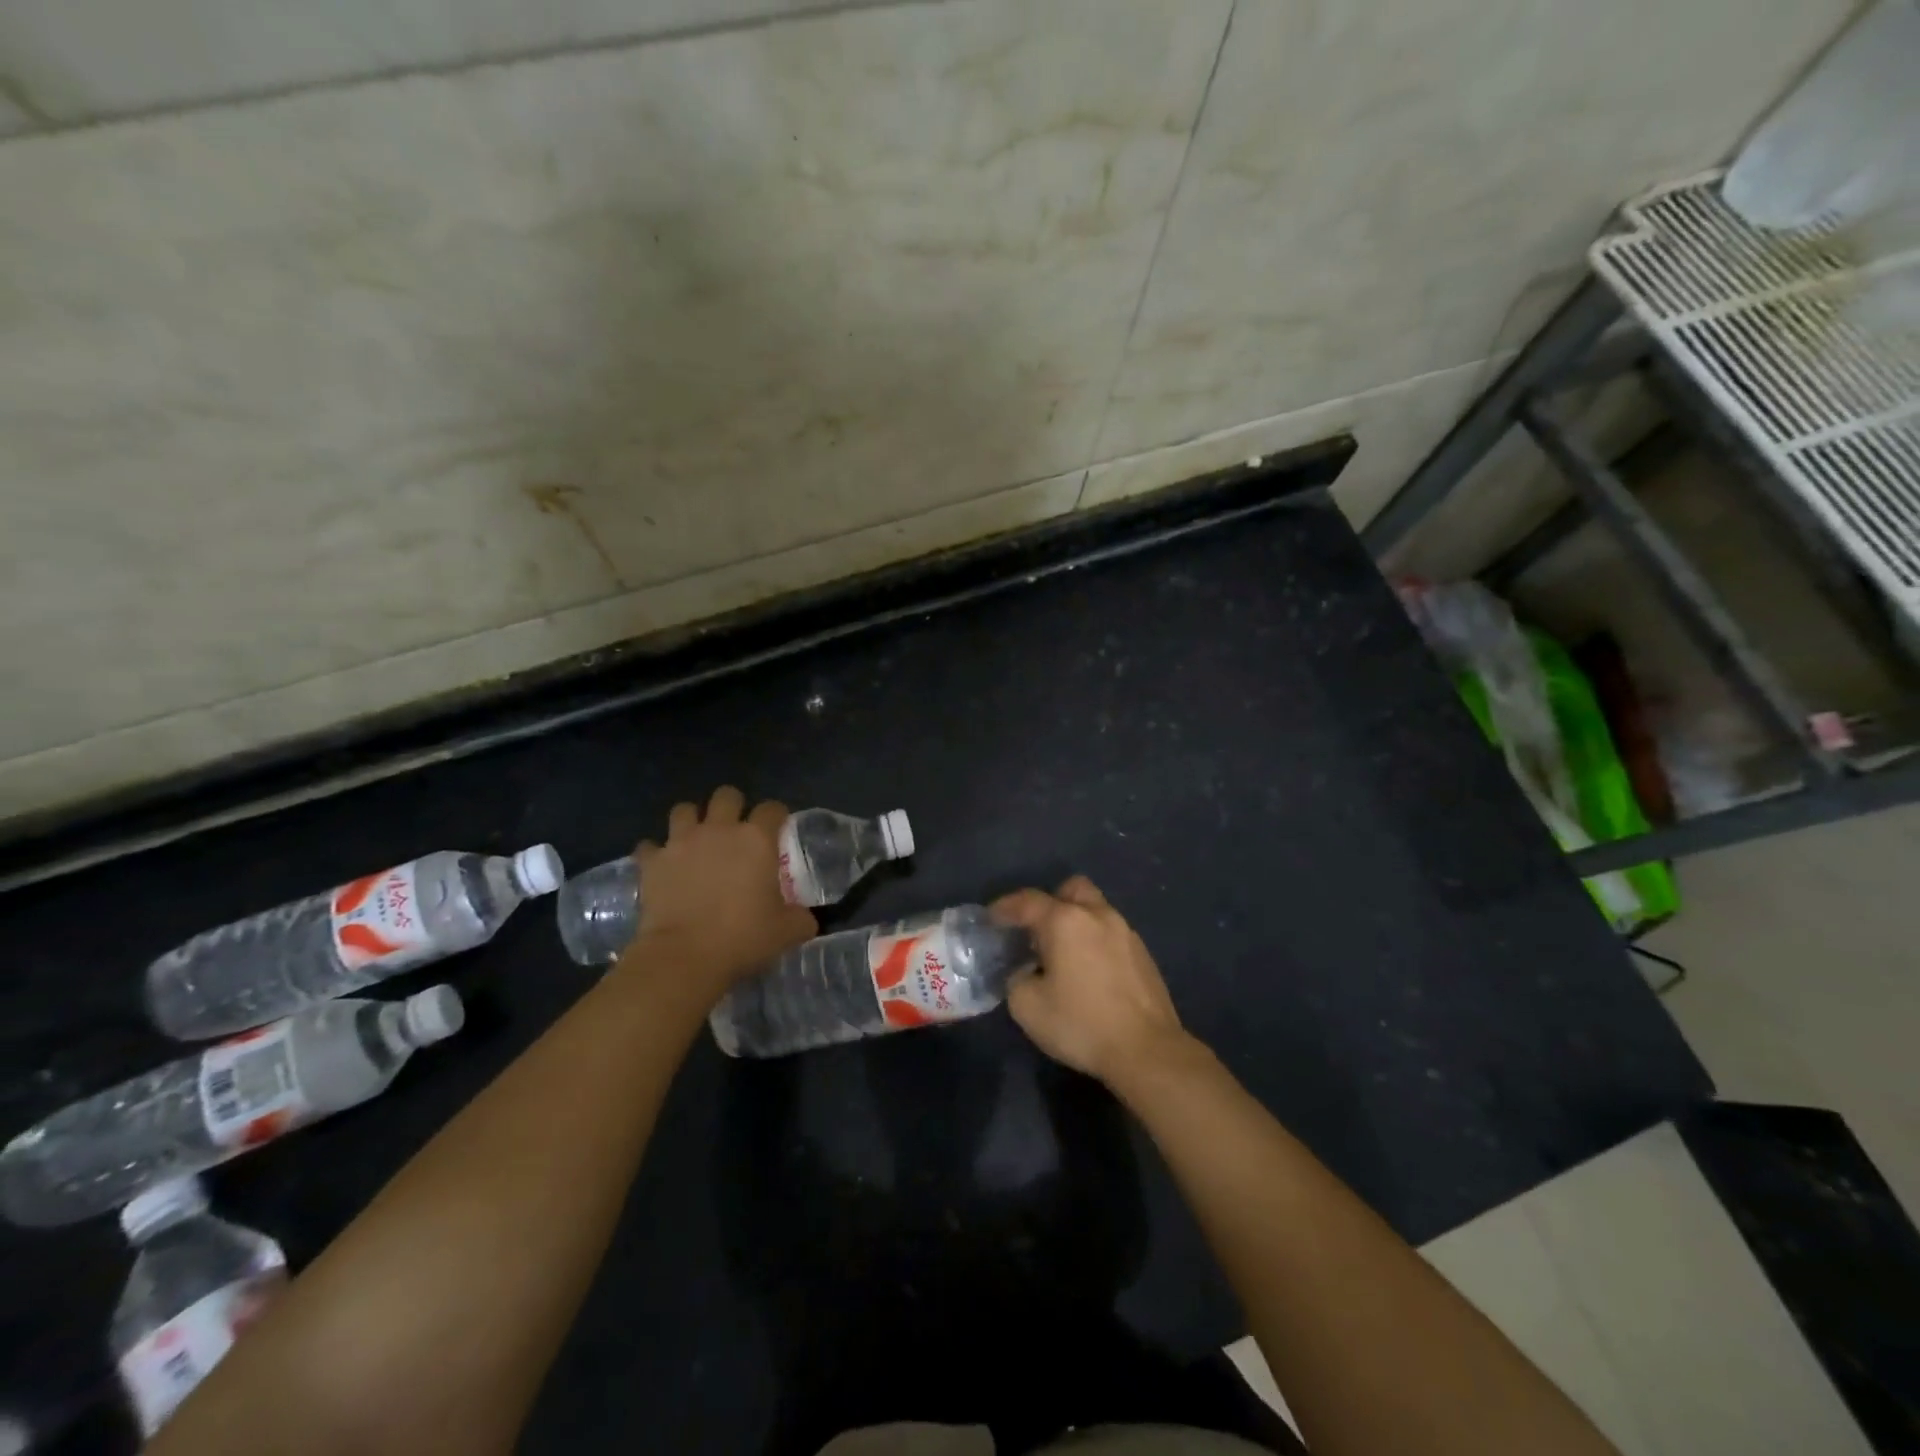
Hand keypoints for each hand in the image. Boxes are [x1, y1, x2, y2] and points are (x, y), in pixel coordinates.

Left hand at [622, 786, 816, 1000]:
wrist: (683, 957)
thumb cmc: (742, 938)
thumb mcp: (786, 932)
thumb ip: (800, 918)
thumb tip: (806, 919)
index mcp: (756, 839)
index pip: (772, 809)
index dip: (777, 816)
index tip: (779, 830)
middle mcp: (719, 830)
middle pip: (726, 795)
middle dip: (732, 806)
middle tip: (735, 830)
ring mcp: (681, 843)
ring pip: (683, 810)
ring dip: (691, 820)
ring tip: (696, 840)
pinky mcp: (652, 862)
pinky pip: (650, 846)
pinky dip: (656, 853)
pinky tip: (663, 867)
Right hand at [991, 876, 1192, 1087]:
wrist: (1147, 1050)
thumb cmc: (1082, 1024)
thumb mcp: (1028, 1007)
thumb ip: (1016, 980)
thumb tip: (1023, 973)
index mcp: (1065, 921)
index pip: (1027, 901)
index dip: (1004, 907)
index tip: (991, 918)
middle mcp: (1097, 915)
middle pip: (1070, 890)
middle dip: (1050, 903)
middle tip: (1036, 931)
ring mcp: (1125, 932)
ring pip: (1095, 910)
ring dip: (1075, 922)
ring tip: (1062, 954)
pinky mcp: (1143, 954)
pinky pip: (1111, 934)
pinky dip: (1095, 942)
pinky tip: (1089, 972)